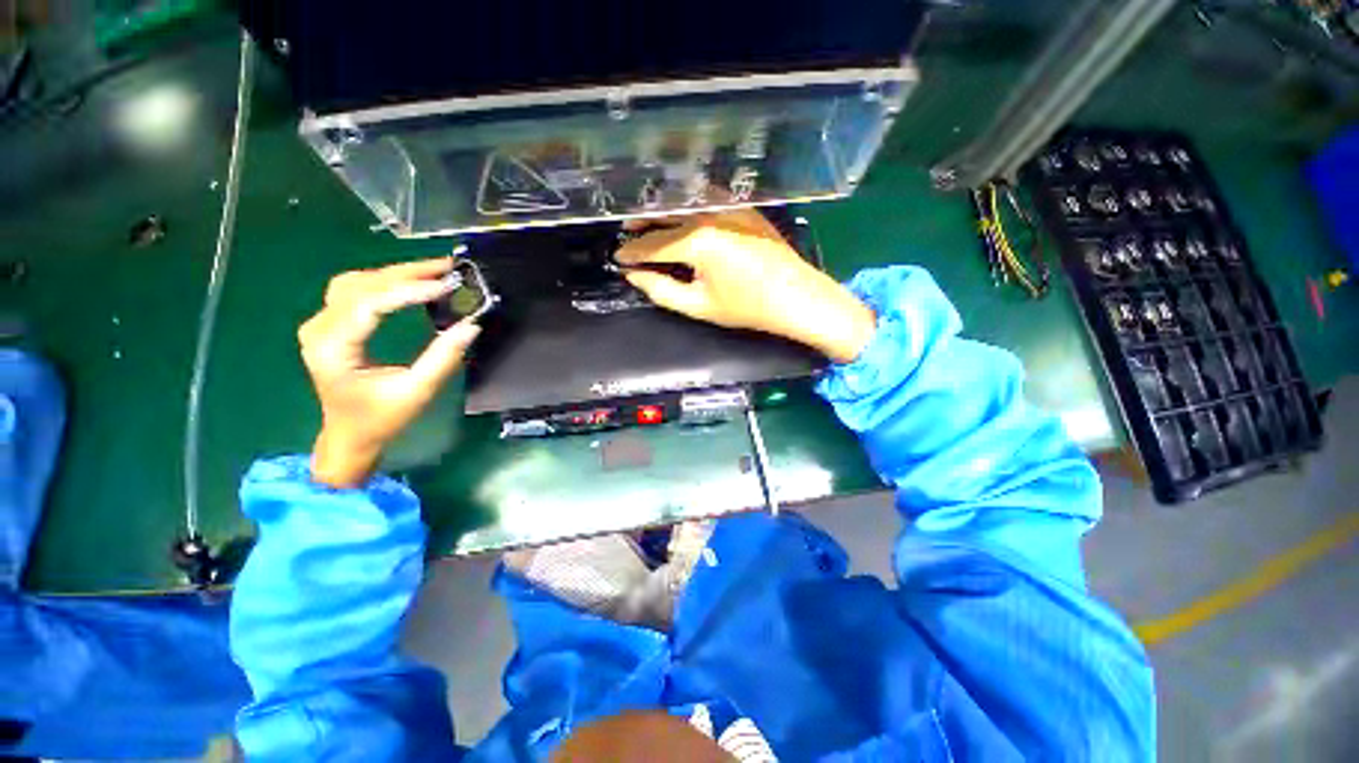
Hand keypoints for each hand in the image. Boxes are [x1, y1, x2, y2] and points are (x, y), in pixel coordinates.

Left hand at [298, 258, 480, 487]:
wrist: (349, 436)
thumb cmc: (381, 419)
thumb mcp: (417, 391)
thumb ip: (443, 358)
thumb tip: (471, 326)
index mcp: (333, 347)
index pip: (369, 303)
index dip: (409, 291)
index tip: (446, 287)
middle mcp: (319, 328)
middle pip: (361, 284)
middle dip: (406, 273)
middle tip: (447, 268)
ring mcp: (321, 324)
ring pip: (356, 281)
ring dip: (395, 273)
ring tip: (433, 271)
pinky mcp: (331, 325)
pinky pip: (355, 291)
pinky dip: (385, 282)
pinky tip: (409, 282)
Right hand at [615, 210, 875, 362]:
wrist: (796, 298)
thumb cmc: (747, 307)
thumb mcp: (699, 306)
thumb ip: (661, 290)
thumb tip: (635, 276)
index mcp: (697, 241)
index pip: (653, 244)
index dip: (632, 252)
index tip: (618, 258)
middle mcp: (710, 214)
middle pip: (666, 215)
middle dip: (642, 224)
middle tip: (626, 233)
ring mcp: (730, 207)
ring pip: (685, 202)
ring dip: (663, 211)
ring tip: (649, 222)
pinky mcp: (744, 208)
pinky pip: (707, 200)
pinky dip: (688, 206)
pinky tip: (682, 215)